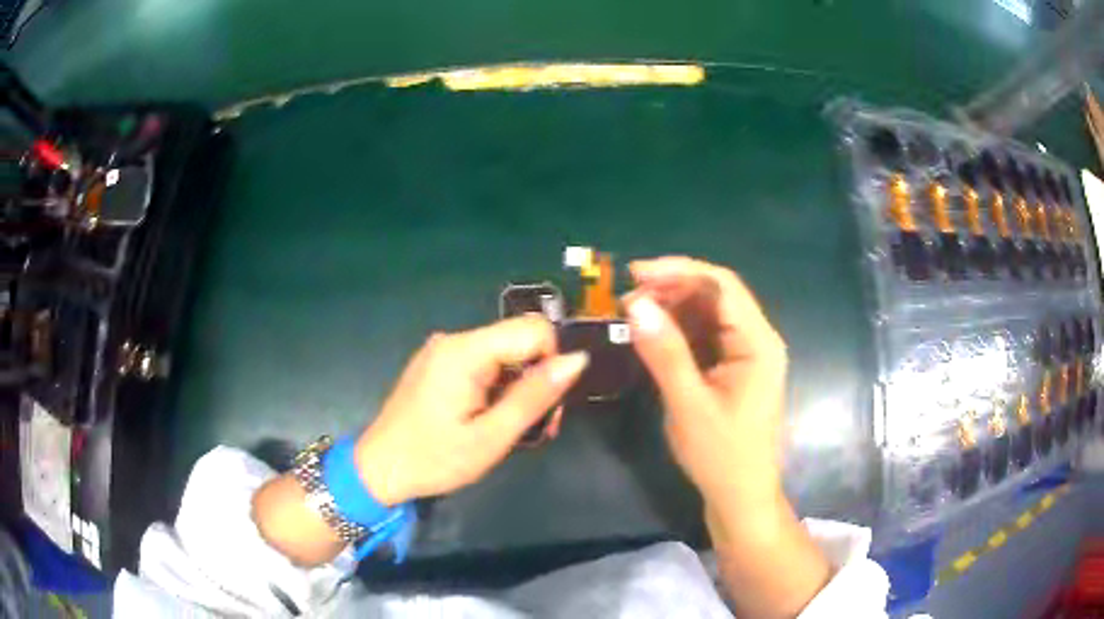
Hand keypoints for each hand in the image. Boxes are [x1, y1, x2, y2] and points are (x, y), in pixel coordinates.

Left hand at [354, 315, 588, 504]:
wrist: (379, 471)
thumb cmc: (434, 459)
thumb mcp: (491, 436)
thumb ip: (535, 396)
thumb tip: (578, 359)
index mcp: (465, 351)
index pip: (535, 329)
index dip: (552, 363)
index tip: (545, 407)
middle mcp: (454, 340)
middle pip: (519, 341)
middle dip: (537, 380)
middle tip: (537, 429)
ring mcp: (443, 351)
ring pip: (504, 355)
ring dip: (519, 389)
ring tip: (513, 431)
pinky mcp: (438, 364)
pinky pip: (483, 364)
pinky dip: (498, 388)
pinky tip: (490, 420)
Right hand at [624, 256, 788, 515]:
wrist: (740, 498)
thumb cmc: (721, 456)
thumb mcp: (689, 405)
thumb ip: (665, 353)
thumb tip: (635, 305)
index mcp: (758, 343)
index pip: (722, 286)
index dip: (678, 271)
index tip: (634, 274)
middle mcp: (756, 340)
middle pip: (715, 296)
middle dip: (671, 290)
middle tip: (626, 300)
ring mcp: (745, 354)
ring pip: (707, 314)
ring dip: (671, 309)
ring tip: (632, 315)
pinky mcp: (732, 368)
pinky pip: (704, 336)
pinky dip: (677, 331)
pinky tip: (652, 336)